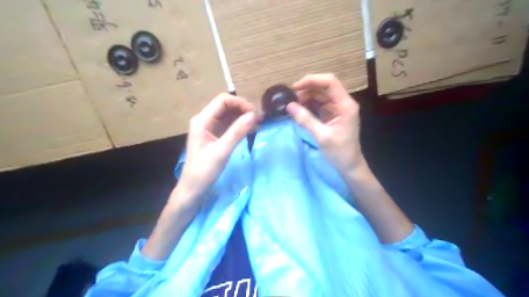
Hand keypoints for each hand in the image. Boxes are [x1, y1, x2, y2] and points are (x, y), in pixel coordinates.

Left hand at [173, 94, 257, 207]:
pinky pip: (228, 125)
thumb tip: (254, 115)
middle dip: (243, 110)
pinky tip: (250, 130)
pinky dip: (240, 125)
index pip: (223, 101)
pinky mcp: (214, 136)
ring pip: (228, 115)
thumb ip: (237, 132)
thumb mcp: (222, 151)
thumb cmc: (204, 171)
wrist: (193, 189)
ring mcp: (209, 128)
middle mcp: (205, 120)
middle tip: (259, 120)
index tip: (255, 114)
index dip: (240, 103)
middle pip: (226, 106)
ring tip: (257, 125)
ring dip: (243, 117)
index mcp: (202, 120)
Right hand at [285, 73, 363, 176]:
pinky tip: (298, 110)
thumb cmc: (339, 152)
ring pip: (320, 96)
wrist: (349, 165)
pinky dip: (308, 106)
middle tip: (290, 99)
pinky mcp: (331, 115)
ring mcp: (337, 109)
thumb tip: (289, 106)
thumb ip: (306, 120)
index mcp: (345, 105)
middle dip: (306, 90)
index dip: (312, 80)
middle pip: (323, 87)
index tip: (295, 88)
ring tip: (292, 105)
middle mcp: (342, 103)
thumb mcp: (322, 136)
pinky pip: (318, 105)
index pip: (330, 82)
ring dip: (306, 98)